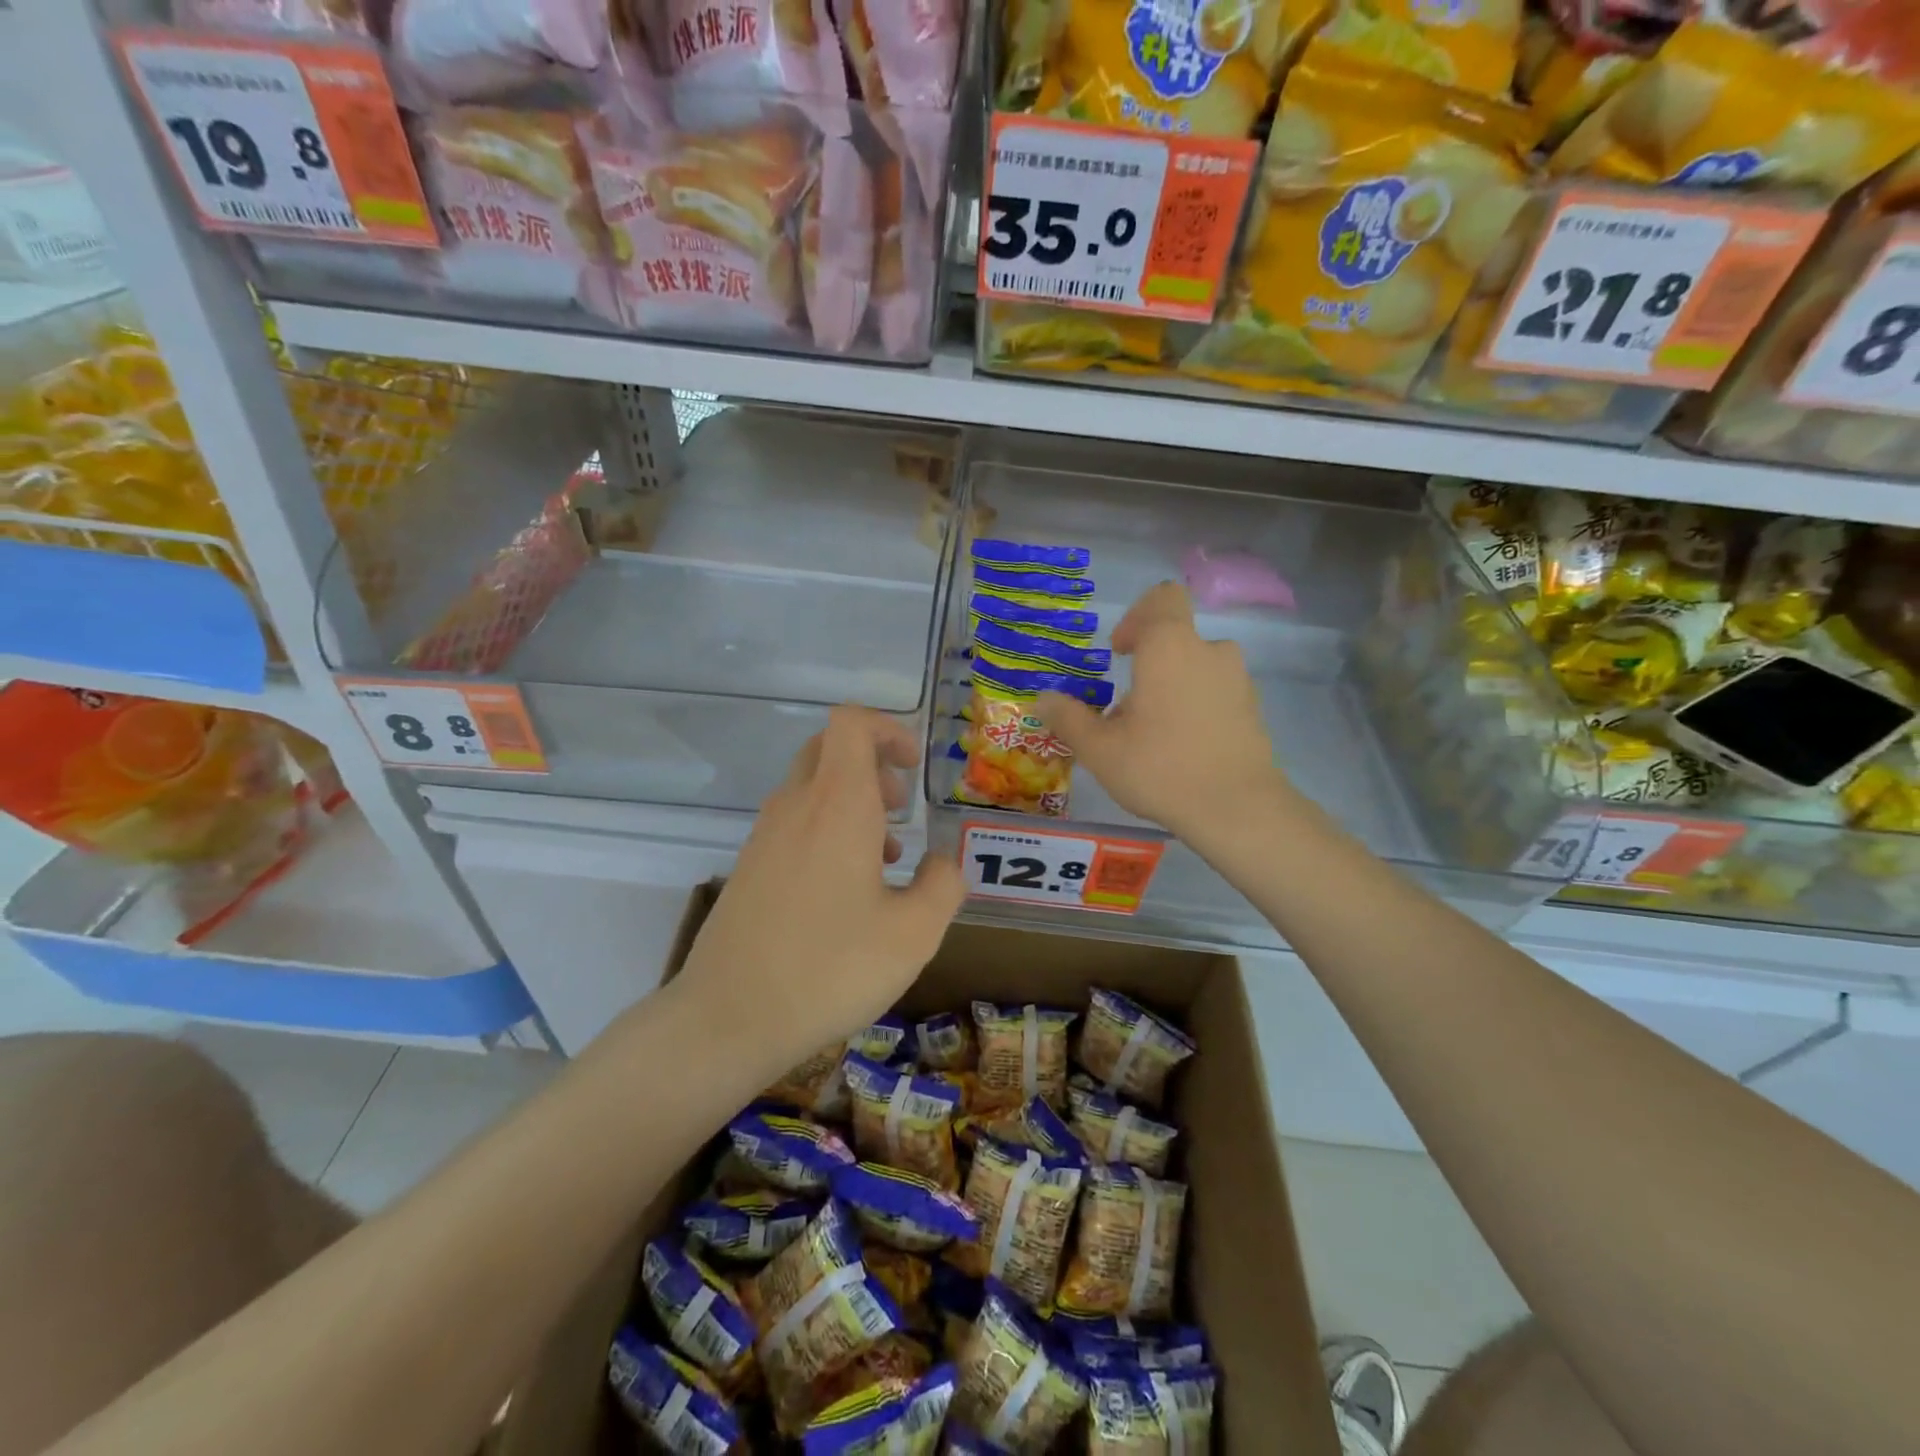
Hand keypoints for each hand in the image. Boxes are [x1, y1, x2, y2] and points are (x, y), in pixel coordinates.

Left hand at [679, 707, 965, 1069]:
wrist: (728, 1017)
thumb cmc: (830, 968)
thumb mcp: (914, 934)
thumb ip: (943, 886)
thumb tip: (942, 863)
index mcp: (838, 804)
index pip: (850, 723)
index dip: (887, 728)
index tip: (913, 767)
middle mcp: (796, 806)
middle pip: (830, 748)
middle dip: (873, 765)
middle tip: (901, 808)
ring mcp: (764, 836)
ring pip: (811, 787)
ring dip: (852, 802)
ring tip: (886, 858)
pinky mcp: (749, 867)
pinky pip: (794, 823)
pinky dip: (826, 830)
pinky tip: (847, 890)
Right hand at [1037, 582, 1290, 841]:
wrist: (1237, 809)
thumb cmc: (1160, 768)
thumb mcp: (1100, 749)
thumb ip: (1068, 718)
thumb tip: (1043, 699)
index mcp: (1170, 647)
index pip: (1162, 598)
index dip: (1136, 616)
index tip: (1118, 652)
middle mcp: (1210, 651)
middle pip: (1176, 640)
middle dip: (1148, 666)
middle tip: (1125, 709)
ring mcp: (1238, 680)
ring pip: (1195, 669)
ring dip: (1171, 688)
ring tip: (1151, 733)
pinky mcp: (1253, 710)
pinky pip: (1216, 694)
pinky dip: (1195, 708)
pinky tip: (1181, 749)